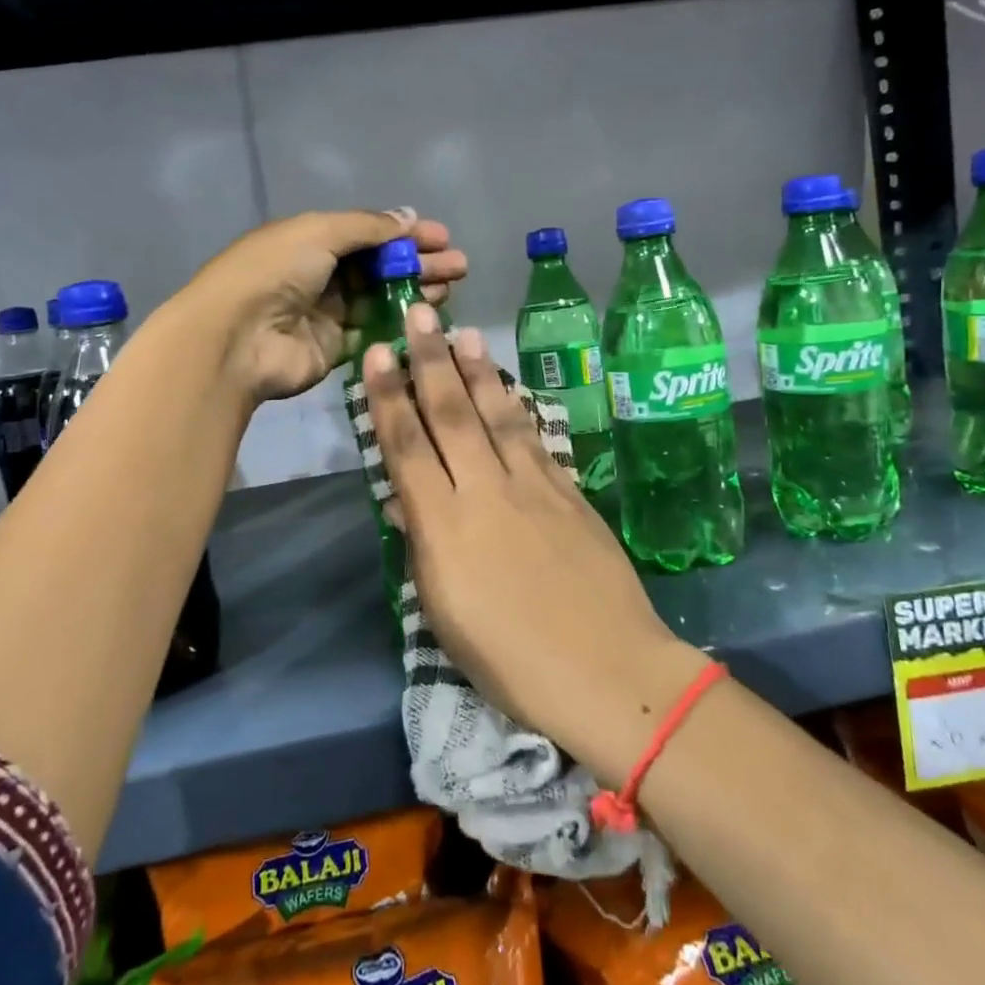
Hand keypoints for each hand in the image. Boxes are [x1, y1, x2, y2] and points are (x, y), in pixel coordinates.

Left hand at [184, 208, 467, 403]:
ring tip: (451, 288)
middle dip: (419, 263)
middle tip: (459, 266)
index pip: (368, 234)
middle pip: (380, 266)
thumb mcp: (319, 232)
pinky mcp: (335, 348)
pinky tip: (428, 317)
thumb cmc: (275, 272)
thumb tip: (407, 218)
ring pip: (381, 298)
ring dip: (415, 291)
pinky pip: (374, 332)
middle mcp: (321, 274)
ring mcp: (329, 313)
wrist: (237, 338)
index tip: (443, 237)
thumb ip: (367, 227)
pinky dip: (400, 323)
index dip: (405, 234)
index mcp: (312, 239)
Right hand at [361, 303, 703, 783]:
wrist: (607, 670)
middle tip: (417, 314)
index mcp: (444, 526)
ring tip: (464, 333)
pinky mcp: (570, 491)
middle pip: (451, 413)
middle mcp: (486, 490)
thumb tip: (408, 500)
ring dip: (478, 370)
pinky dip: (517, 406)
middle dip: (430, 359)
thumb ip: (424, 546)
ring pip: (498, 414)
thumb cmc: (510, 661)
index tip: (377, 354)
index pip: (406, 445)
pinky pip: (535, 437)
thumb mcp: (444, 613)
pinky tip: (509, 388)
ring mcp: (534, 485)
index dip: (388, 396)